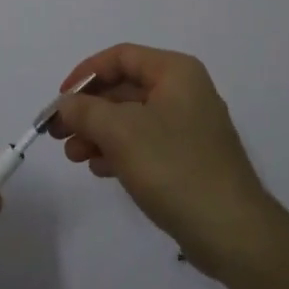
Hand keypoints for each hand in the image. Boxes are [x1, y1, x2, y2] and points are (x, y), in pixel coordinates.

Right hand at [48, 43, 277, 274]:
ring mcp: (189, 127)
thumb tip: (65, 104)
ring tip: (73, 156)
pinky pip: (145, 143)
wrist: (231, 231)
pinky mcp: (188, 159)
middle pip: (124, 88)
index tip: (60, 100)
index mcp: (176, 72)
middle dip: (88, 109)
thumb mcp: (120, 131)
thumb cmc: (174, 167)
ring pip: (131, 118)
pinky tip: (99, 170)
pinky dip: (119, 151)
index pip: (120, 57)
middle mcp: (185, 92)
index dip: (85, 74)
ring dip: (98, 133)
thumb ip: (85, 110)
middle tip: (57, 133)